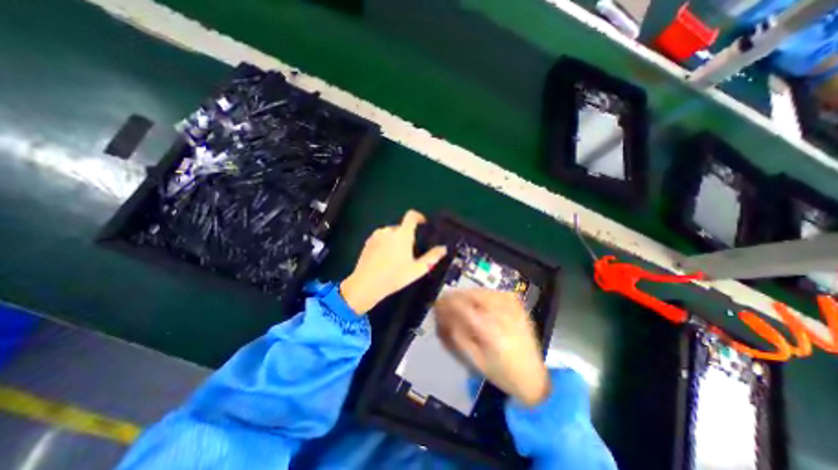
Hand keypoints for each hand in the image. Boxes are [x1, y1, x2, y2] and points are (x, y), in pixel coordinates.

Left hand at [339, 209, 447, 312]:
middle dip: (407, 235)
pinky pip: (381, 237)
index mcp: (402, 234)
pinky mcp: (368, 241)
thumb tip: (443, 248)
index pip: (411, 215)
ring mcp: (376, 235)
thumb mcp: (417, 269)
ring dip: (396, 239)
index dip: (419, 217)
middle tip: (410, 251)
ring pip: (391, 233)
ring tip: (396, 257)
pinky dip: (386, 243)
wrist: (366, 285)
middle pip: (401, 227)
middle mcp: (388, 230)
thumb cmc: (394, 276)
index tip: (423, 224)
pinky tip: (385, 258)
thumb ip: (432, 257)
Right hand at [435, 289, 554, 405]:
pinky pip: (495, 292)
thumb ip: (457, 336)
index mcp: (491, 331)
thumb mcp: (475, 360)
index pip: (463, 307)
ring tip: (459, 302)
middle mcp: (503, 314)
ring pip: (483, 291)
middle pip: (473, 295)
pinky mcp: (518, 305)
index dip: (447, 302)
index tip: (437, 303)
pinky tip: (478, 301)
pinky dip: (482, 294)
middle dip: (455, 296)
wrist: (533, 376)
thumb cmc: (502, 373)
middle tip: (445, 302)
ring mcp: (512, 306)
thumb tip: (443, 318)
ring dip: (467, 294)